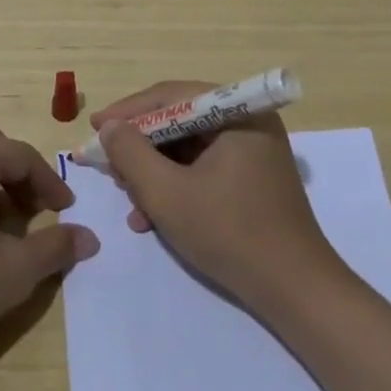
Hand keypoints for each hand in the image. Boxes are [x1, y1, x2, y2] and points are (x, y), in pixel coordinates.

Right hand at [95, 81, 344, 312]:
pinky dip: (176, 186)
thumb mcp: (168, 193)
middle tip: (107, 165)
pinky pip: (203, 168)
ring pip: (188, 148)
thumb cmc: (231, 234)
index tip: (94, 129)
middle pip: (178, 121)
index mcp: (237, 112)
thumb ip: (131, 153)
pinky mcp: (253, 178)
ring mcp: (253, 150)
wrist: (296, 293)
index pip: (170, 97)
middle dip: (140, 147)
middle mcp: (247, 121)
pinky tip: (151, 217)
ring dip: (154, 172)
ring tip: (128, 198)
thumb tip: (109, 127)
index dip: (127, 112)